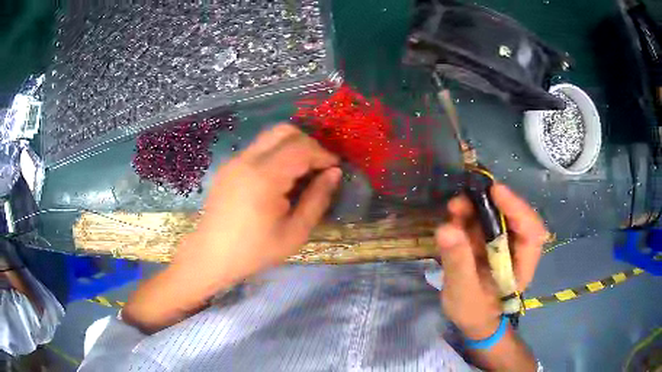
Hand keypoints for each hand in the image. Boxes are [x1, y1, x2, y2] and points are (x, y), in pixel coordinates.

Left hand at [173, 123, 341, 289]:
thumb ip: (317, 199)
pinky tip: (278, 178)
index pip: (301, 148)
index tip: (335, 169)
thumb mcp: (295, 232)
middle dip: (308, 143)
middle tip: (319, 166)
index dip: (323, 154)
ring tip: (301, 171)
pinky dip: (275, 153)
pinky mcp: (228, 166)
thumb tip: (334, 173)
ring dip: (291, 146)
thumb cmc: (255, 251)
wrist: (211, 256)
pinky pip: (258, 148)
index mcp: (265, 177)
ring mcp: (235, 160)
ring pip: (270, 136)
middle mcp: (247, 159)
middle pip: (285, 131)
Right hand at [435, 184, 546, 339]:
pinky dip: (469, 217)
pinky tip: (454, 218)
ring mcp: (505, 244)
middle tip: (462, 201)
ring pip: (496, 216)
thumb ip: (458, 263)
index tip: (495, 191)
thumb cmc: (474, 312)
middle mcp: (518, 249)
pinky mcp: (491, 242)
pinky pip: (483, 223)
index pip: (531, 231)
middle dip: (490, 205)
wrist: (474, 320)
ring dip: (476, 208)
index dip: (517, 208)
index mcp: (523, 265)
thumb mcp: (463, 293)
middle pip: (513, 217)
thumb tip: (446, 229)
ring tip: (454, 209)